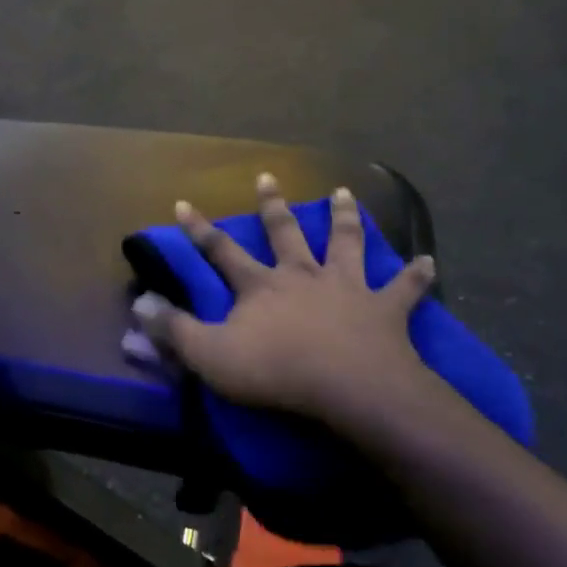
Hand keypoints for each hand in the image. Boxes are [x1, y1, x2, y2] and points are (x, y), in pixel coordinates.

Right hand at [134, 175, 444, 431]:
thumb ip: (173, 330)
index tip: (184, 203)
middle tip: (269, 177)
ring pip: (345, 244)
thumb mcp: (211, 356)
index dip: (199, 229)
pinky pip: (404, 289)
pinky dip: (415, 275)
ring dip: (344, 218)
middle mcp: (303, 275)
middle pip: (285, 233)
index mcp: (261, 285)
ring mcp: (347, 288)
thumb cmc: (277, 371)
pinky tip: (428, 261)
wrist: (350, 388)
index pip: (221, 251)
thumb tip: (138, 305)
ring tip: (343, 192)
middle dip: (273, 206)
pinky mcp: (385, 310)